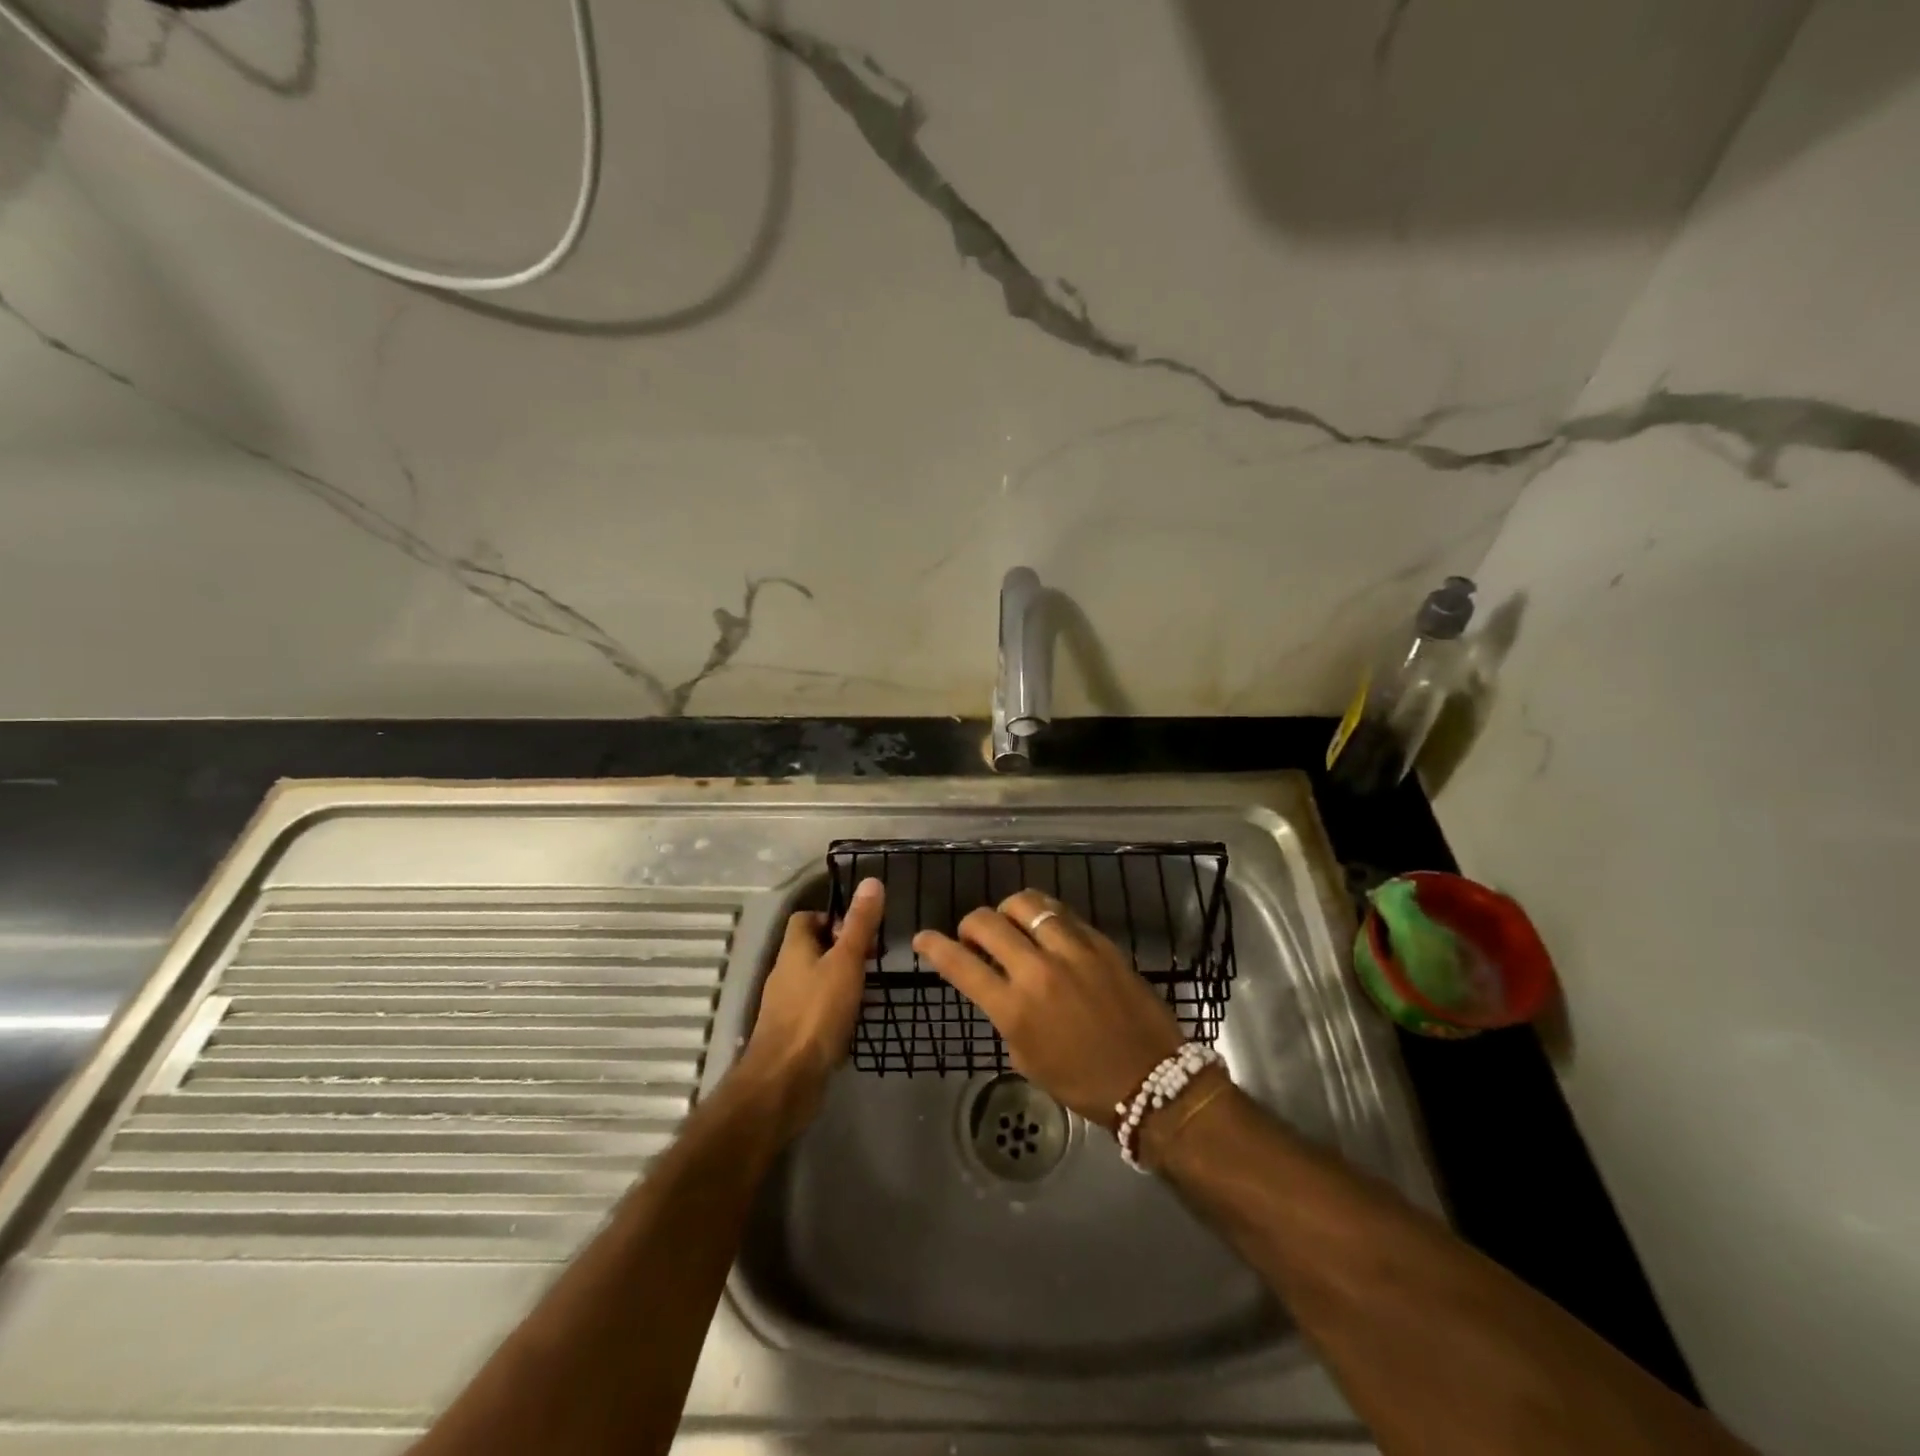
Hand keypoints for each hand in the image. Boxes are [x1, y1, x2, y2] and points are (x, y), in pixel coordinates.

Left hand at [738, 878, 883, 1127]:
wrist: (786, 1079)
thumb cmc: (817, 1012)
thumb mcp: (846, 961)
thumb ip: (859, 924)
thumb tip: (871, 881)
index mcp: (794, 949)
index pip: (806, 918)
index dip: (833, 918)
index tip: (861, 930)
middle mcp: (786, 973)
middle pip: (813, 948)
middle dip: (844, 949)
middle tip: (873, 960)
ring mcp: (787, 1005)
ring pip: (817, 979)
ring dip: (843, 979)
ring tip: (872, 989)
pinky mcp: (794, 1033)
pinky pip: (817, 1009)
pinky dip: (837, 1007)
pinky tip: (857, 1019)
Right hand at [913, 890, 1184, 1128]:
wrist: (1152, 1078)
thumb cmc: (1083, 1081)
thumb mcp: (1027, 1058)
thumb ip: (1006, 1015)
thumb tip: (998, 985)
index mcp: (1015, 1008)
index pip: (961, 965)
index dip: (934, 947)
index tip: (923, 939)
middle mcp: (1038, 970)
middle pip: (986, 921)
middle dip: (969, 925)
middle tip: (974, 938)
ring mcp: (1071, 949)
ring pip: (1024, 902)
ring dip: (1006, 911)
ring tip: (1011, 925)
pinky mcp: (1099, 940)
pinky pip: (1060, 911)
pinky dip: (1042, 914)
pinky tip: (1044, 927)